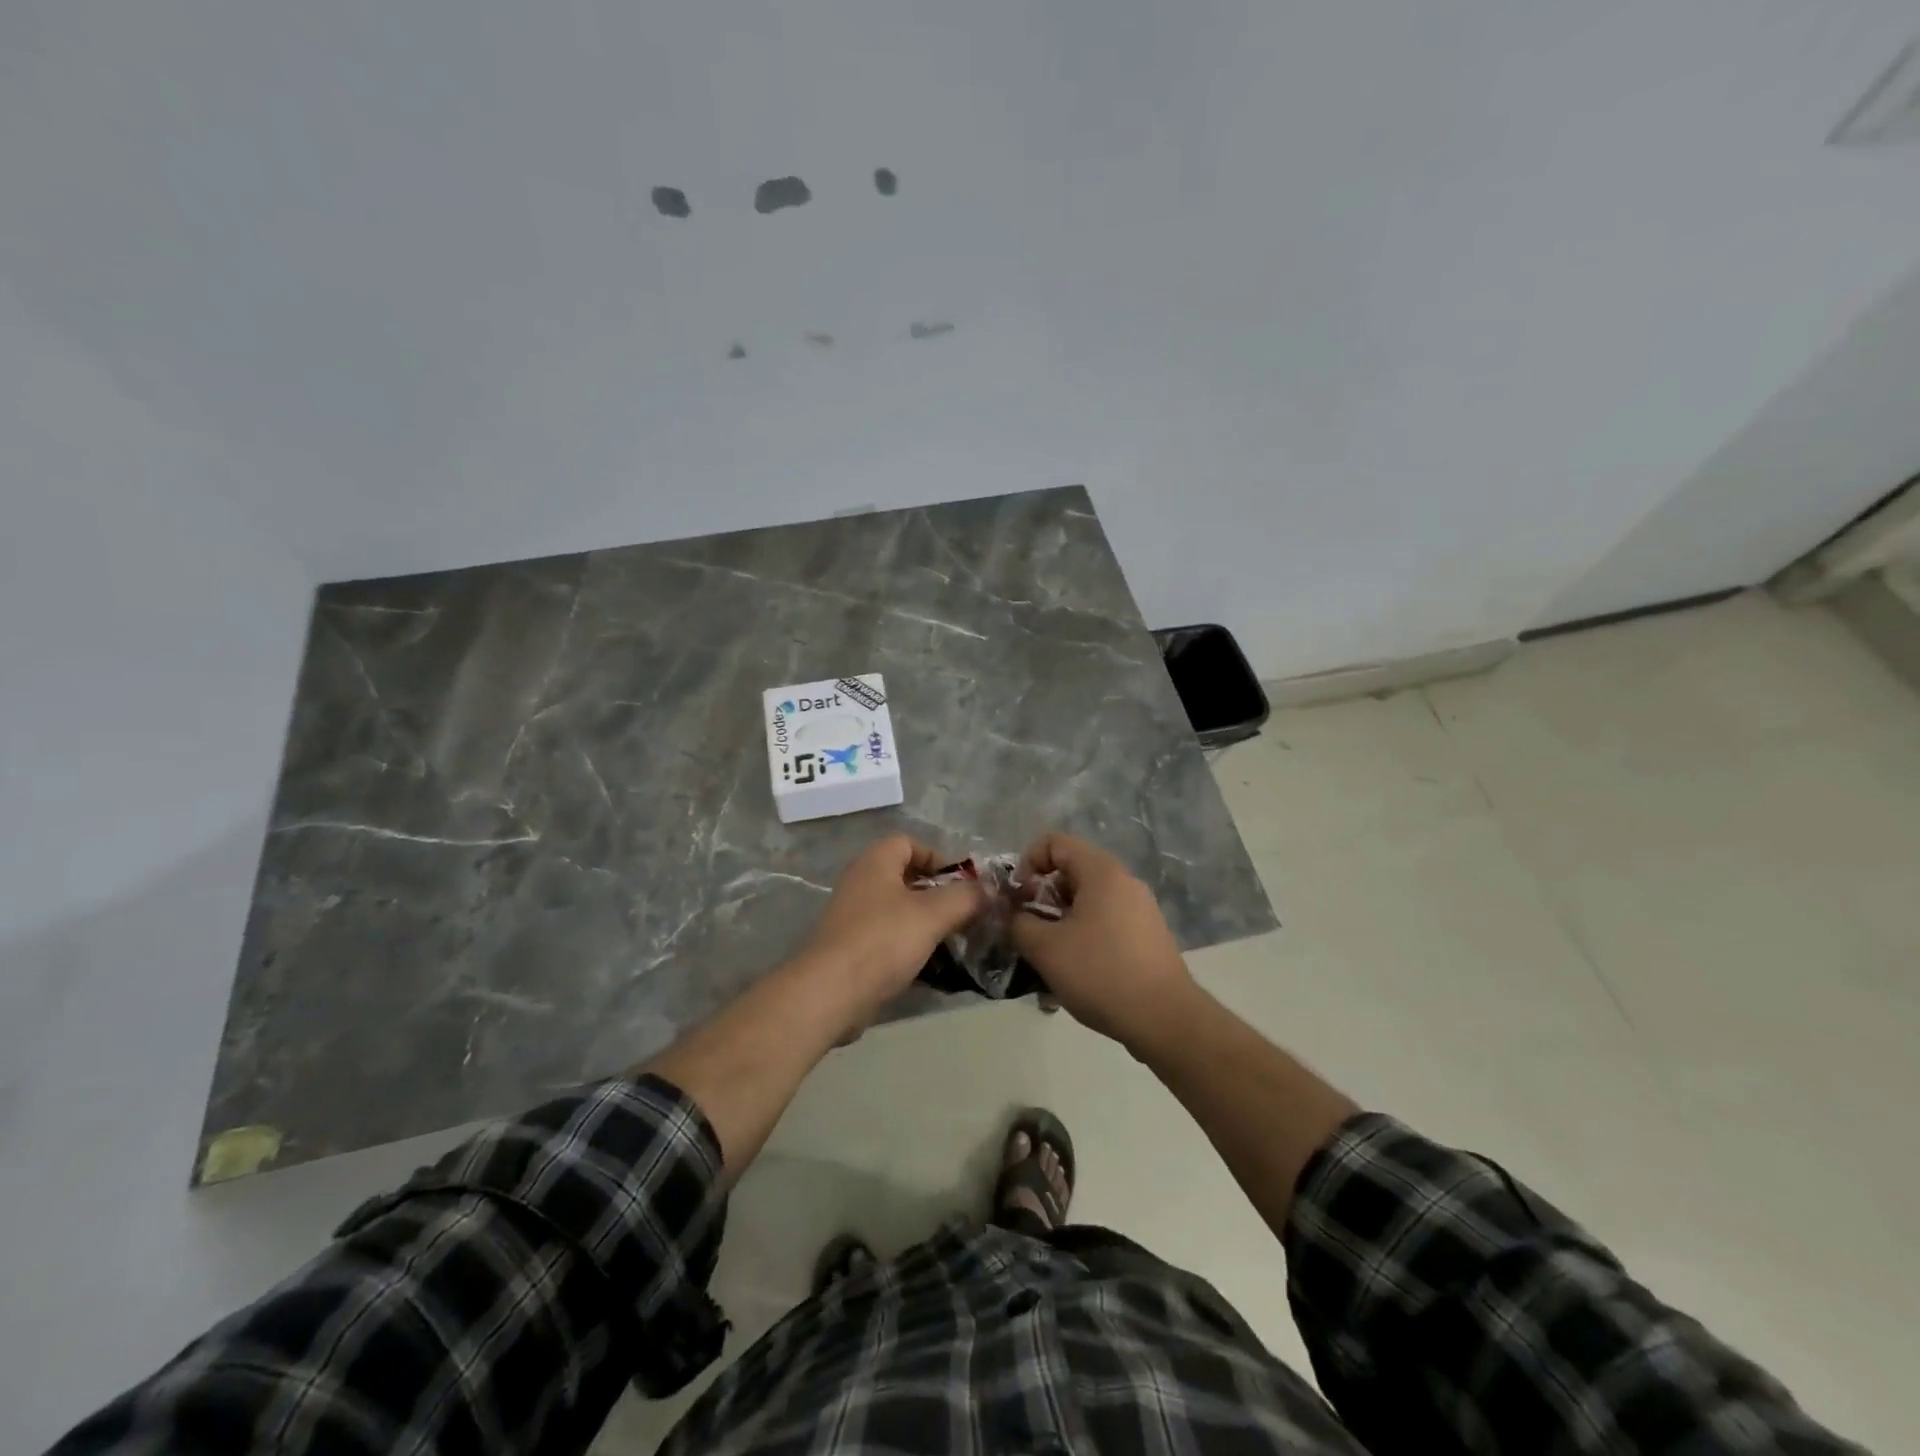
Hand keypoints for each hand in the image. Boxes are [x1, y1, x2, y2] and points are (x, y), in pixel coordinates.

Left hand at [794, 835, 986, 1027]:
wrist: (829, 994)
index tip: (962, 883)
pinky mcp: (851, 950)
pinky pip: (888, 940)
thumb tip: (991, 890)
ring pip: (898, 911)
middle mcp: (860, 884)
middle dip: (938, 894)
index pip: (908, 843)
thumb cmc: (882, 941)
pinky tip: (932, 968)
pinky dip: (910, 948)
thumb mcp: (932, 915)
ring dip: (926, 923)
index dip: (938, 857)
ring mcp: (853, 918)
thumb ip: (965, 898)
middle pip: (905, 878)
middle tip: (965, 914)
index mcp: (875, 863)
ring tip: (954, 942)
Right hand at [1009, 832, 1199, 1051]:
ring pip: (1086, 904)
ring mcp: (1139, 910)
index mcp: (1102, 872)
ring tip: (1046, 962)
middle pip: (1071, 873)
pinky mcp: (1146, 937)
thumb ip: (1019, 923)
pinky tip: (1073, 978)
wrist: (1166, 1020)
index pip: (1055, 842)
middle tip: (1028, 932)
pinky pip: (1104, 925)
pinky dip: (1082, 940)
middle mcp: (1124, 882)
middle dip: (1041, 899)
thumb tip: (1012, 915)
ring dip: (1059, 925)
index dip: (1028, 862)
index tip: (1018, 898)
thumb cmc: (1101, 973)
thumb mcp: (1046, 949)